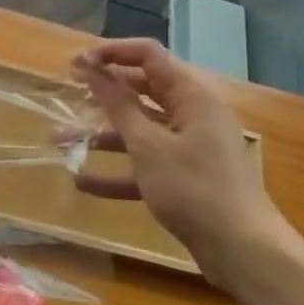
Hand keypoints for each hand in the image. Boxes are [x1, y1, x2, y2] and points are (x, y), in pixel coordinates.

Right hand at [72, 38, 299, 292]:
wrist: (244, 251)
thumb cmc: (194, 188)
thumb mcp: (148, 145)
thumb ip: (118, 106)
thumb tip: (93, 69)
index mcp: (191, 97)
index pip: (148, 56)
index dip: (111, 53)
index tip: (76, 64)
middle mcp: (192, 116)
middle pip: (142, 92)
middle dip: (102, 93)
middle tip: (69, 93)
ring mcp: (190, 149)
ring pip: (139, 131)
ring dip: (100, 135)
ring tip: (59, 140)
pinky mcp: (185, 179)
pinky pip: (145, 165)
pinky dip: (117, 171)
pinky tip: (83, 183)